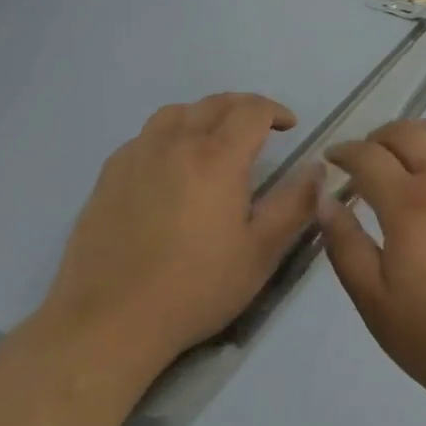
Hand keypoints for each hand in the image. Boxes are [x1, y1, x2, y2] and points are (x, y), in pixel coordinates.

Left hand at [42, 93, 320, 369]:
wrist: (108, 323)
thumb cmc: (193, 289)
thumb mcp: (259, 253)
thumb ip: (294, 205)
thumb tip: (318, 167)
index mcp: (217, 156)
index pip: (253, 110)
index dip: (276, 111)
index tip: (289, 127)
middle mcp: (177, 141)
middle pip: (216, 103)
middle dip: (244, 107)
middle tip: (259, 128)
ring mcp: (138, 154)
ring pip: (177, 112)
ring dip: (204, 115)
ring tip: (213, 139)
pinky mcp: (109, 174)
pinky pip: (146, 136)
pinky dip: (169, 135)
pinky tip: (170, 165)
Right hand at [319, 120, 425, 415]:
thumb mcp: (378, 305)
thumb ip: (346, 248)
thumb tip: (324, 201)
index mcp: (407, 203)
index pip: (367, 157)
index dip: (344, 152)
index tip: (332, 158)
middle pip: (405, 133)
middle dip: (376, 137)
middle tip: (364, 155)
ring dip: (414, 132)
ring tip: (404, 149)